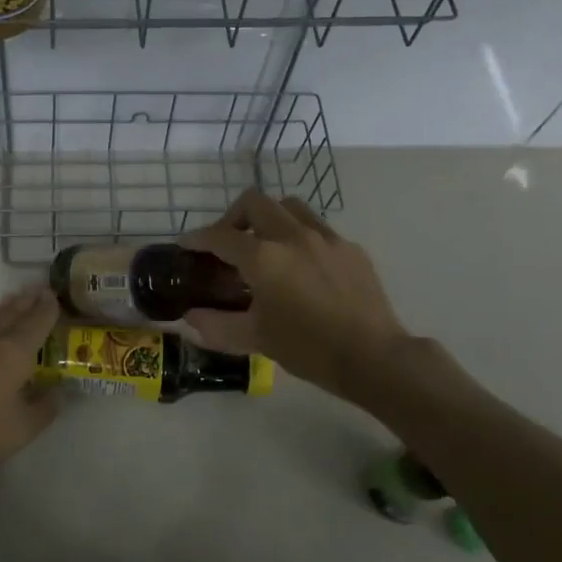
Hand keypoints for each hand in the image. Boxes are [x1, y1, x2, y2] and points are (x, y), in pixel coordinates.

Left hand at [0, 286, 62, 488]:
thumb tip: (57, 392)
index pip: (37, 320)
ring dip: (7, 312)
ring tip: (16, 304)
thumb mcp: (22, 428)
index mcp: (14, 351)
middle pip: (12, 314)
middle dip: (27, 301)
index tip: (57, 294)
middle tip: (39, 289)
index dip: (49, 307)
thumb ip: (43, 408)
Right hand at [180, 189, 412, 404]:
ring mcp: (325, 238)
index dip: (198, 238)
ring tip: (265, 245)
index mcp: (264, 258)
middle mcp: (292, 236)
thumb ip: (216, 325)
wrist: (374, 358)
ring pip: (289, 206)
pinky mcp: (350, 248)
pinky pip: (317, 228)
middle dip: (233, 217)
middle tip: (228, 242)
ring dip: (269, 218)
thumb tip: (190, 318)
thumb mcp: (255, 339)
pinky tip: (303, 265)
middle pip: (254, 203)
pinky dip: (300, 236)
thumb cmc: (308, 349)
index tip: (187, 244)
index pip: (220, 236)